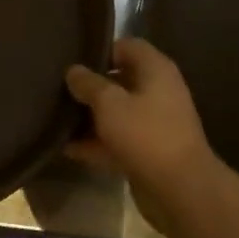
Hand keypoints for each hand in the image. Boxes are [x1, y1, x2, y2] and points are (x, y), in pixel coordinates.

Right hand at [65, 38, 225, 237]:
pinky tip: (67, 148)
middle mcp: (158, 92)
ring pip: (117, 112)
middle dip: (91, 86)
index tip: (74, 60)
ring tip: (57, 118)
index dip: (101, 50)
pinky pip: (117, 140)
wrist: (181, 191)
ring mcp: (154, 124)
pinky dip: (96, 143)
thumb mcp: (109, 103)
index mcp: (156, 71)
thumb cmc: (145, 134)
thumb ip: (88, 83)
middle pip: (119, 80)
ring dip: (90, 117)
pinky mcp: (149, 152)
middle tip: (59, 88)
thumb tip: (74, 70)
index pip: (127, 46)